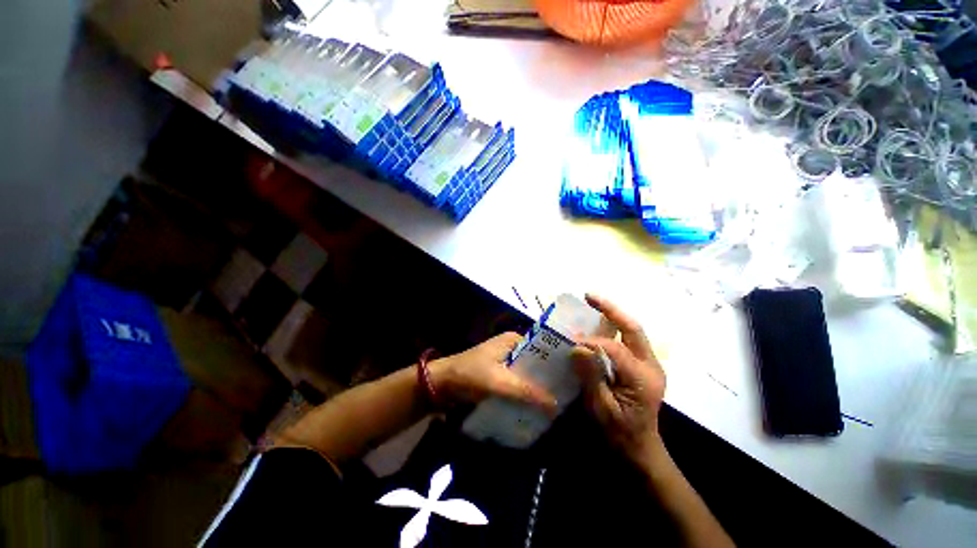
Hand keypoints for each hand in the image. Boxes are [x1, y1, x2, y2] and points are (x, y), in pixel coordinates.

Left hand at [429, 332, 557, 412]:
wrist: (442, 384)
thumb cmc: (471, 374)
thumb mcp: (499, 382)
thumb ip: (527, 392)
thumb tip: (556, 406)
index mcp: (514, 339)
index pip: (543, 347)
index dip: (557, 362)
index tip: (574, 378)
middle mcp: (512, 347)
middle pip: (537, 362)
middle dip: (549, 377)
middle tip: (569, 394)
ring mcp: (506, 361)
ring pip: (529, 374)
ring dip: (539, 387)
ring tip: (559, 403)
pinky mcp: (500, 375)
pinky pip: (519, 383)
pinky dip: (527, 392)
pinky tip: (538, 406)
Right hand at [573, 294, 665, 464]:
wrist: (640, 448)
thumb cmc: (619, 433)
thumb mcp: (600, 408)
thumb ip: (590, 375)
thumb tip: (576, 346)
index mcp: (642, 378)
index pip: (614, 348)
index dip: (590, 342)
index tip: (570, 341)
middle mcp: (651, 365)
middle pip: (632, 328)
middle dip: (610, 309)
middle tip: (589, 296)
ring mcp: (650, 364)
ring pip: (632, 330)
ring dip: (612, 315)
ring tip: (592, 303)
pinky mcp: (643, 365)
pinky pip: (628, 339)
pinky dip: (613, 327)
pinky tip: (598, 323)